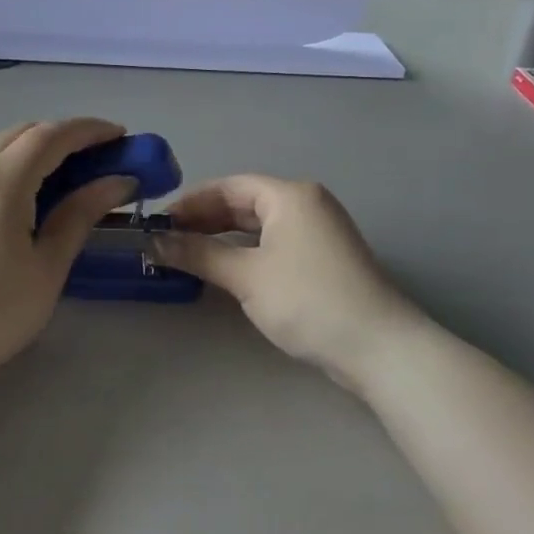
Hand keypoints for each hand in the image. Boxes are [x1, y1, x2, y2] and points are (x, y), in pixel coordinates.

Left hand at [0, 105, 137, 373]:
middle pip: (23, 136)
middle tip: (96, 157)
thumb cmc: (0, 309)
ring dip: (27, 144)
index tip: (119, 137)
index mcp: (5, 181)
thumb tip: (118, 180)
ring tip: (55, 159)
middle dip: (62, 137)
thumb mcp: (49, 263)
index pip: (53, 137)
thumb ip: (80, 213)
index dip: (88, 131)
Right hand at [155, 176, 427, 390]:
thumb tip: (154, 242)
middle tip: (166, 240)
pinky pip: (273, 244)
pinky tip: (223, 269)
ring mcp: (317, 232)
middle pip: (244, 203)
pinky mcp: (322, 259)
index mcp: (290, 195)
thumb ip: (198, 254)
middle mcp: (306, 204)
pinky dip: (244, 252)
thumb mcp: (246, 276)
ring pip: (258, 226)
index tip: (159, 222)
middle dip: (204, 220)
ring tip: (186, 254)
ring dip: (222, 238)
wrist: (379, 348)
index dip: (191, 201)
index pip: (229, 186)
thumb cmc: (308, 300)